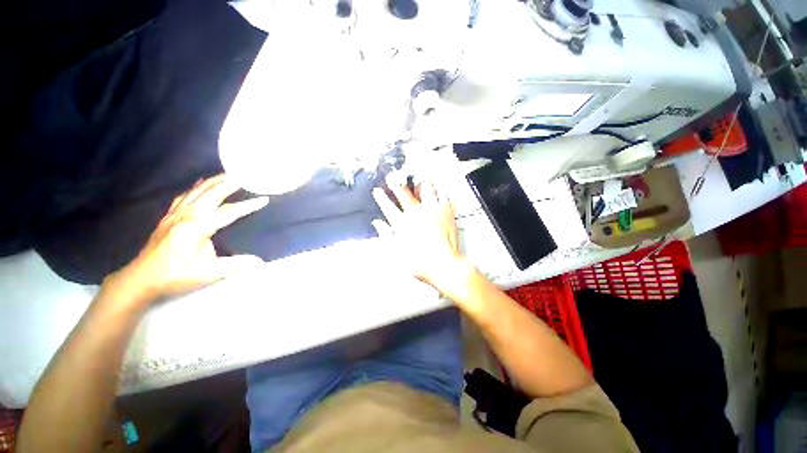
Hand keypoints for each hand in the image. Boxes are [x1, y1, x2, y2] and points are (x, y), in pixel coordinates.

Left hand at [103, 174, 267, 304]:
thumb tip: (260, 262)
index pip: (228, 212)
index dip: (248, 205)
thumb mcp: (207, 273)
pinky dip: (195, 188)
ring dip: (213, 182)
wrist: (140, 280)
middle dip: (229, 183)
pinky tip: (200, 184)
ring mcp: (174, 215)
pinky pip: (184, 196)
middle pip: (211, 194)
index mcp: (196, 227)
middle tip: (245, 175)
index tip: (264, 198)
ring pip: (197, 192)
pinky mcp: (168, 218)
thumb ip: (235, 265)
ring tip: (227, 175)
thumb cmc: (175, 276)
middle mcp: (186, 216)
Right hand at [372, 174, 475, 301]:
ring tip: (418, 178)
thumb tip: (377, 223)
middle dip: (397, 184)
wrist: (443, 265)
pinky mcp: (446, 212)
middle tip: (395, 179)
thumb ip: (386, 234)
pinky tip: (438, 188)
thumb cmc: (419, 263)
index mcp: (402, 223)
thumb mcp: (396, 252)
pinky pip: (443, 195)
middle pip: (404, 193)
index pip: (388, 206)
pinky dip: (439, 190)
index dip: (381, 198)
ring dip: (419, 183)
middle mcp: (416, 213)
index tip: (377, 191)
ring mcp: (432, 210)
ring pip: (424, 189)